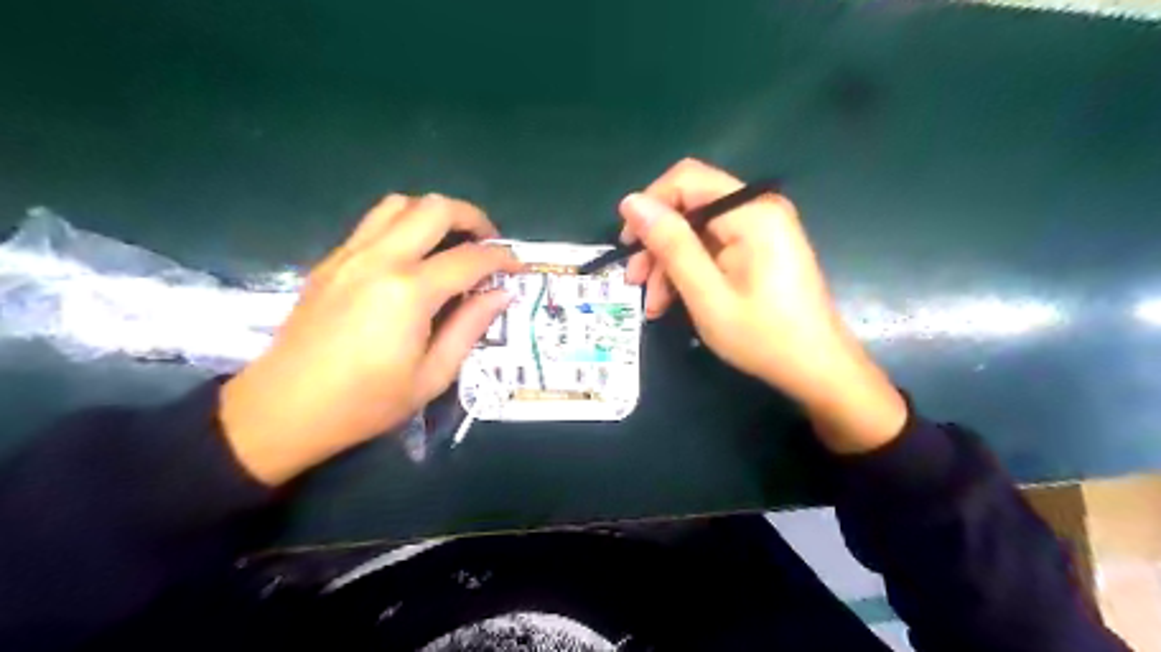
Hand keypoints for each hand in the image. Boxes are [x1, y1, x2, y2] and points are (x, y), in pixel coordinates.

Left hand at [220, 192, 519, 483]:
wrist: (285, 408)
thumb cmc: (365, 402)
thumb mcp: (432, 375)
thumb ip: (470, 327)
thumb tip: (501, 294)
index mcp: (409, 292)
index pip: (470, 258)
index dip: (502, 257)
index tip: (518, 267)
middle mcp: (380, 259)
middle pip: (435, 209)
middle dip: (472, 218)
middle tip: (488, 243)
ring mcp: (350, 255)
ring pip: (400, 204)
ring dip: (434, 214)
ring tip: (451, 242)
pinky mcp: (331, 261)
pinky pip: (374, 223)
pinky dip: (404, 225)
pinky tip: (413, 257)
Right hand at [627, 157, 905, 453]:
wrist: (816, 368)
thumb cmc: (763, 336)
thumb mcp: (706, 294)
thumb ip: (670, 244)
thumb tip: (631, 202)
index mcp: (751, 212)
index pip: (686, 180)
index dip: (649, 205)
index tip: (628, 245)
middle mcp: (758, 208)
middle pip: (690, 206)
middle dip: (658, 243)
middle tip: (635, 283)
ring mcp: (762, 227)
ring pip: (697, 230)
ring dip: (670, 263)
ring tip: (654, 305)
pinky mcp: (760, 247)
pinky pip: (713, 246)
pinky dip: (690, 270)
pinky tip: (674, 301)